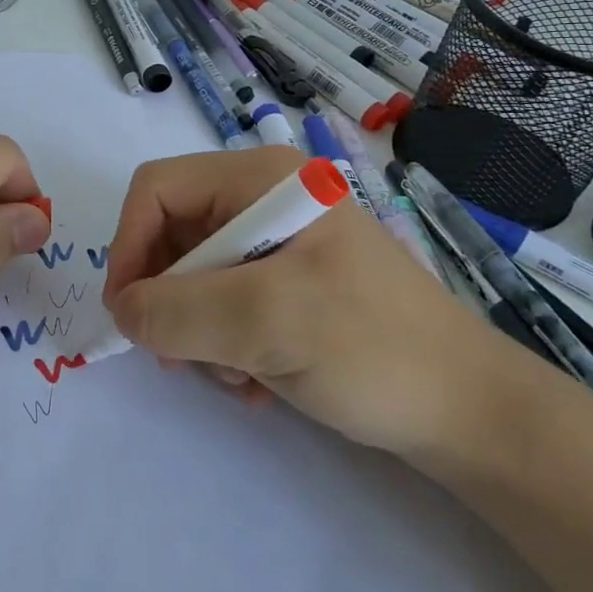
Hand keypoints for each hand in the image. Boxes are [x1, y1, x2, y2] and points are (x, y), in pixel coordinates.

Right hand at [101, 148, 519, 454]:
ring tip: (238, 377)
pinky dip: (225, 344)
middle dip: (170, 300)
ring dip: (198, 332)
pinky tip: (257, 383)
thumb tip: (122, 311)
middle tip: (182, 359)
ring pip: (192, 277)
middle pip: (172, 234)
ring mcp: (278, 241)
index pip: (157, 190)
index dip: (129, 245)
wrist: (470, 412)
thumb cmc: (372, 348)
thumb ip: (177, 311)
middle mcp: (264, 198)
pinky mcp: (288, 282)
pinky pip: (223, 302)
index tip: (129, 314)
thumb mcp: (266, 323)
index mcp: (261, 178)